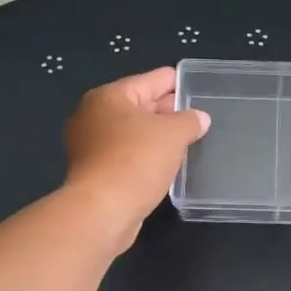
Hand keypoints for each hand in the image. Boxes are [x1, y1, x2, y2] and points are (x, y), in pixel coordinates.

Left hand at [63, 67, 209, 250]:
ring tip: (188, 141)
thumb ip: (190, 121)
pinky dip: (146, 155)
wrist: (102, 210)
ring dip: (157, 136)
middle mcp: (94, 115)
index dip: (177, 82)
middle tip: (198, 117)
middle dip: (168, 110)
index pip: (152, 80)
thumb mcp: (173, 135)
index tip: (198, 86)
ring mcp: (90, 145)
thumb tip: (199, 118)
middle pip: (140, 104)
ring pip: (133, 132)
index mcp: (110, 96)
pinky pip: (127, 154)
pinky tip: (166, 164)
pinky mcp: (94, 172)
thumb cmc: (136, 161)